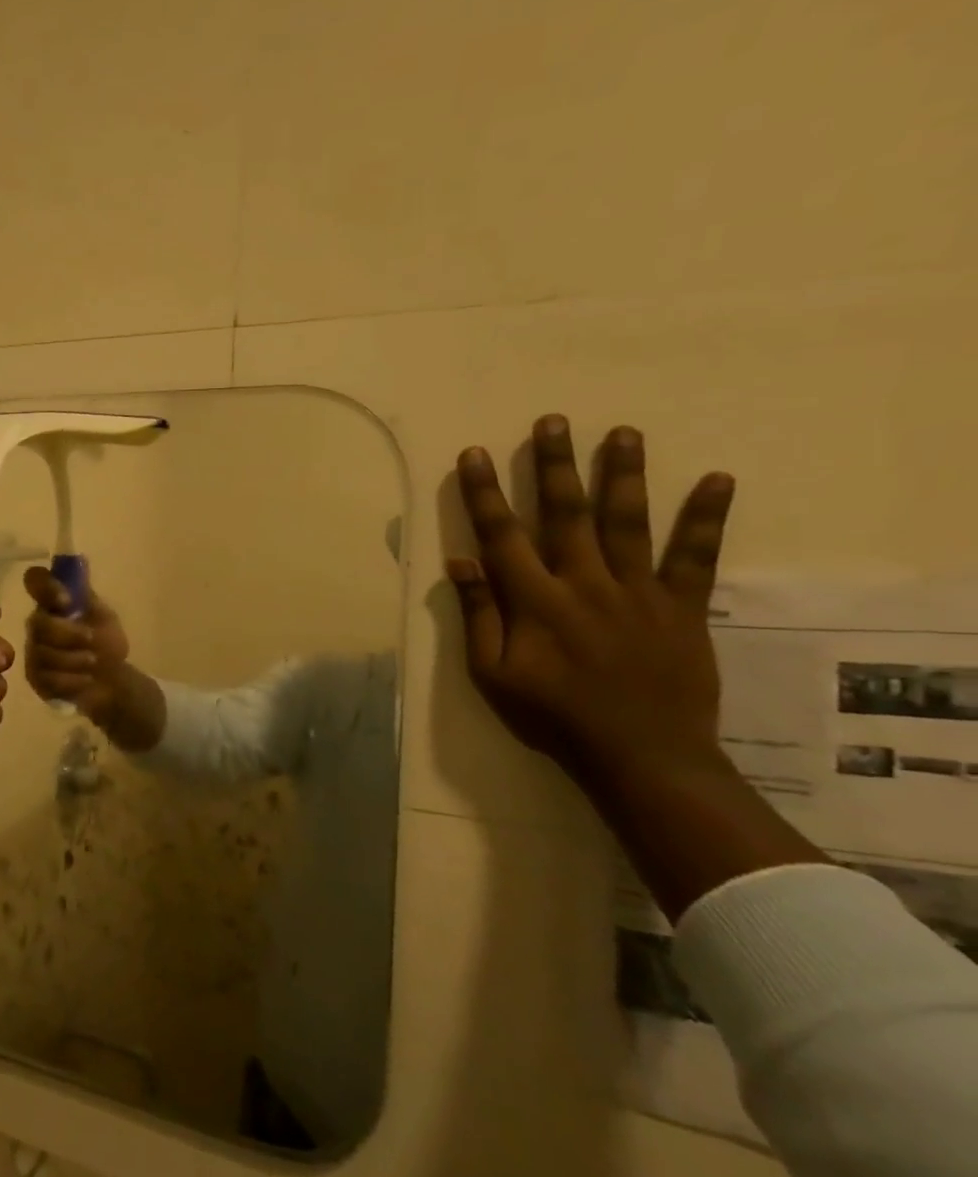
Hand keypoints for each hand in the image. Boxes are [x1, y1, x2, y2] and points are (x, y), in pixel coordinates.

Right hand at [21, 566, 131, 721]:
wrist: (112, 681)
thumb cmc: (106, 643)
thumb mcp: (103, 616)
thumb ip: (86, 595)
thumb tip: (80, 558)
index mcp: (53, 602)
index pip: (35, 580)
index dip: (45, 587)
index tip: (66, 601)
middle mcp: (38, 623)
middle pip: (38, 623)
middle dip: (68, 634)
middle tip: (92, 641)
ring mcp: (34, 651)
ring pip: (44, 653)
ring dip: (75, 659)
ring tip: (93, 663)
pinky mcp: (35, 677)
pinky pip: (47, 677)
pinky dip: (72, 680)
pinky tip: (85, 680)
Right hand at [446, 416, 735, 791]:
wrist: (642, 755)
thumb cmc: (553, 716)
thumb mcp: (492, 674)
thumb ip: (479, 615)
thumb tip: (460, 562)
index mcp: (534, 602)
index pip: (502, 536)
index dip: (485, 494)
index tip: (475, 455)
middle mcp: (584, 584)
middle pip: (566, 514)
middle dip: (555, 465)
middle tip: (552, 421)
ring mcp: (638, 591)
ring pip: (626, 521)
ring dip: (622, 474)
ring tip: (622, 432)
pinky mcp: (682, 606)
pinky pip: (696, 556)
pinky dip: (706, 518)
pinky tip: (717, 479)